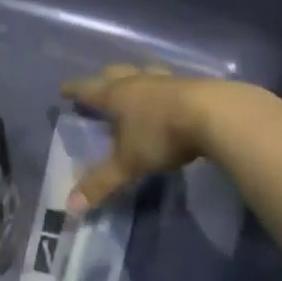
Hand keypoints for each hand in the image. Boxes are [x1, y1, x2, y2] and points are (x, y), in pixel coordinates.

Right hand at [60, 65, 221, 212]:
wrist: (217, 115)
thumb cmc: (162, 135)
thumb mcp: (129, 163)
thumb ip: (101, 183)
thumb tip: (69, 207)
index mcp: (117, 95)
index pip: (87, 89)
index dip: (74, 90)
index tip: (64, 90)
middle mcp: (139, 81)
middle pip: (115, 73)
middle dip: (103, 80)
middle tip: (98, 89)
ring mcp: (168, 80)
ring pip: (145, 72)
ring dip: (136, 78)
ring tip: (135, 88)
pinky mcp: (195, 85)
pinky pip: (171, 82)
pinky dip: (163, 88)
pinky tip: (170, 98)